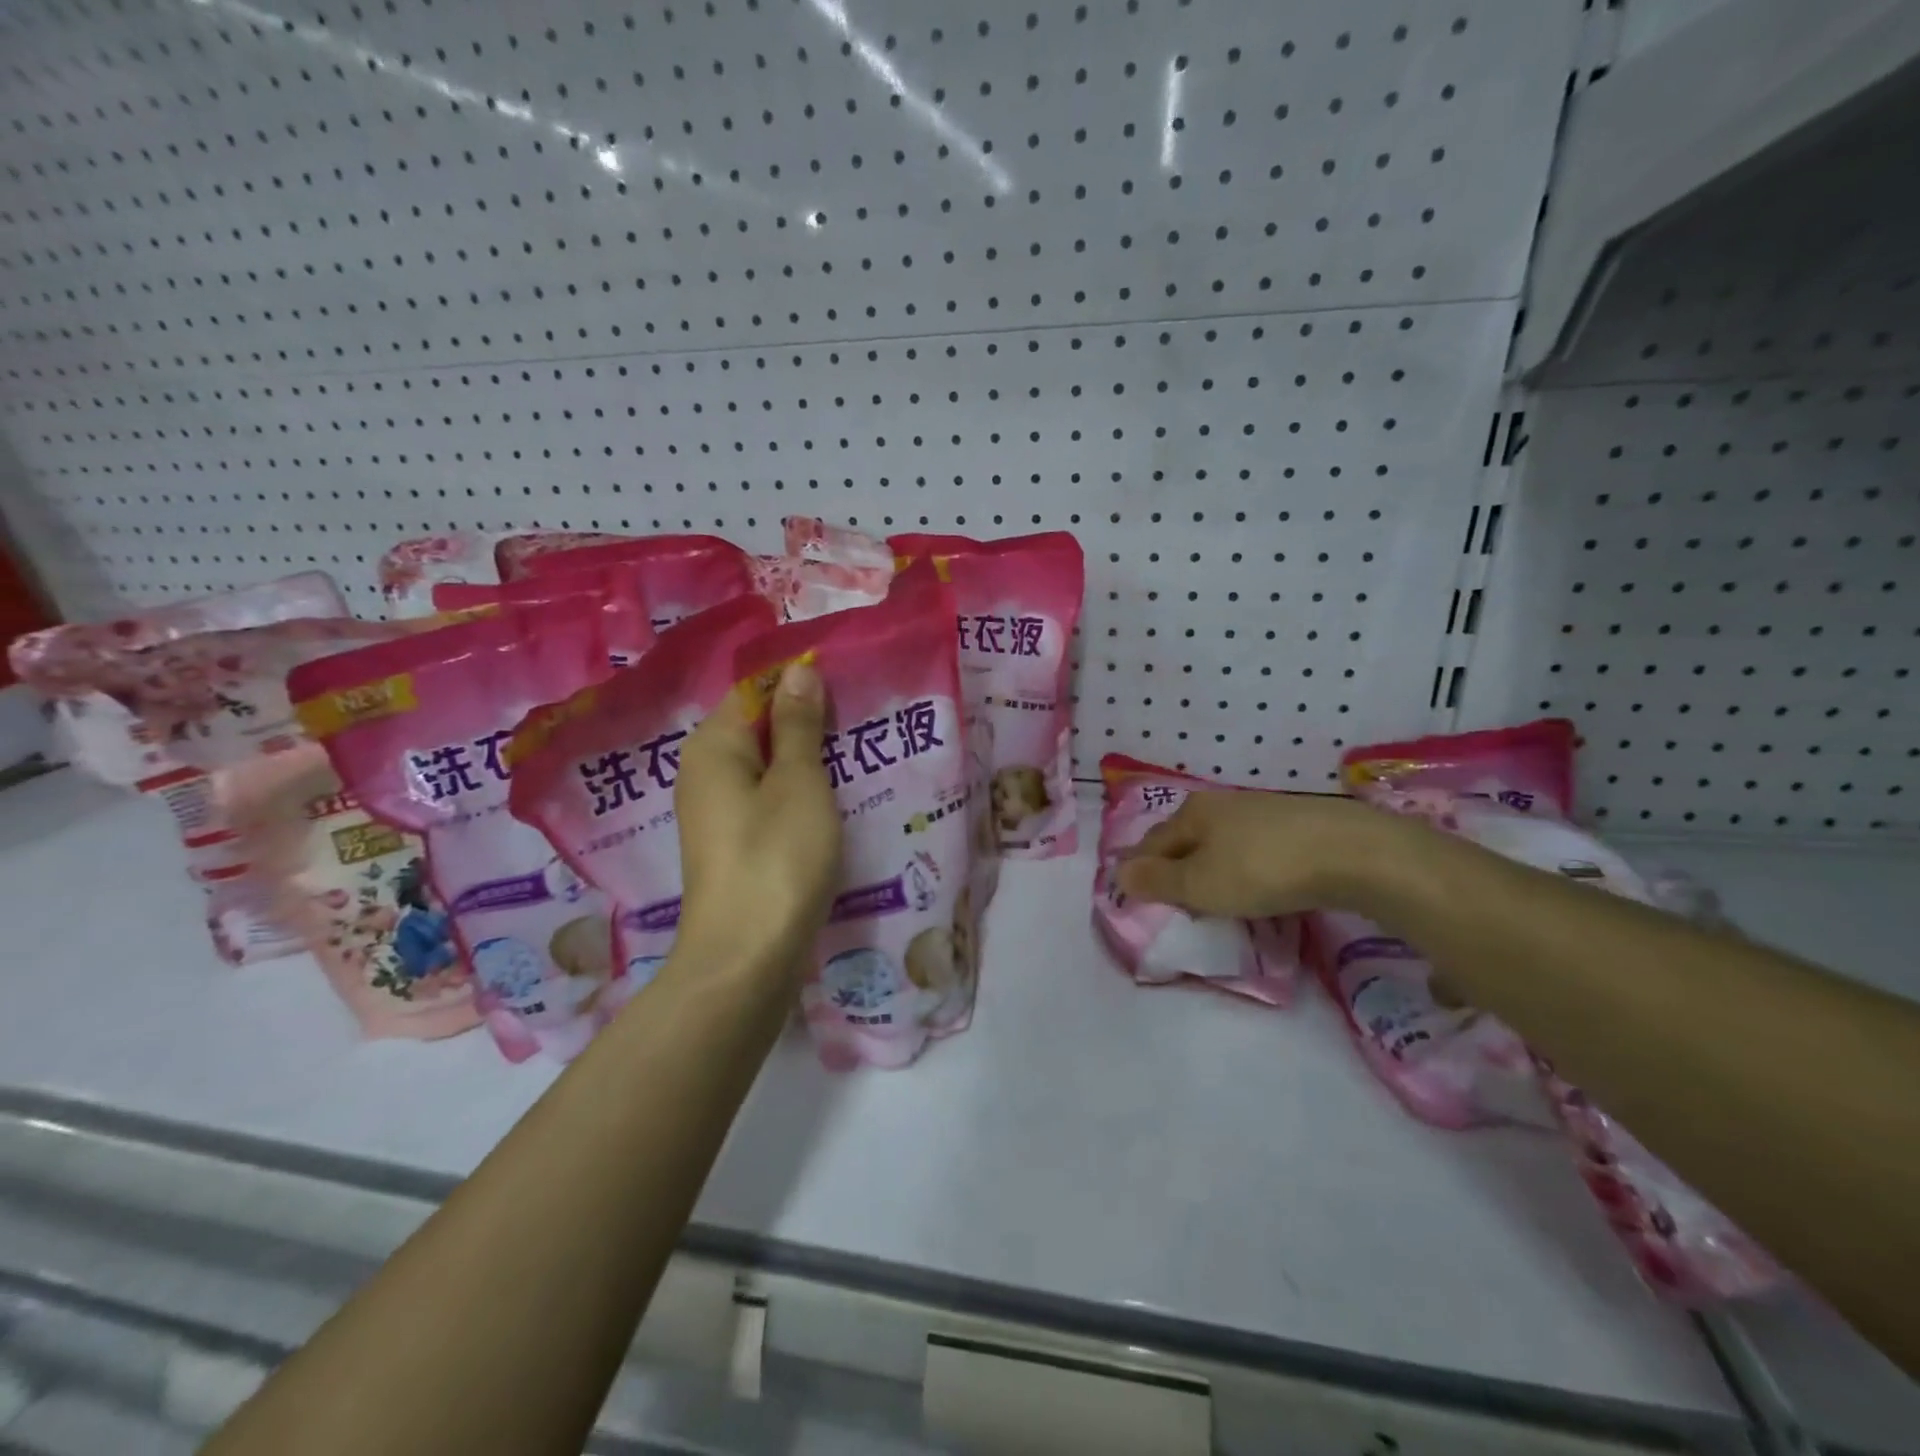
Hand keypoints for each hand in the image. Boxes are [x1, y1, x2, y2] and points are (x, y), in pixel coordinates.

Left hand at [672, 661, 841, 981]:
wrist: (746, 958)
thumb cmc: (776, 857)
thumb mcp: (798, 782)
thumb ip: (798, 724)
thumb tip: (799, 668)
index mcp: (712, 746)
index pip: (754, 690)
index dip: (799, 686)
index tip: (847, 690)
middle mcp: (704, 773)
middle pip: (759, 730)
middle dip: (808, 725)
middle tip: (861, 725)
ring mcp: (716, 814)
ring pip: (767, 769)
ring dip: (808, 763)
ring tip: (857, 760)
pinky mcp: (732, 846)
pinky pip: (767, 803)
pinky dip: (798, 797)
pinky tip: (834, 805)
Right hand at [1116, 789, 1404, 919]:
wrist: (1351, 852)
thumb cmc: (1261, 870)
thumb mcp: (1200, 885)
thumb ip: (1158, 881)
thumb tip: (1117, 874)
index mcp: (1193, 813)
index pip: (1152, 842)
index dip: (1139, 867)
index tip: (1133, 891)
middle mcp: (1223, 803)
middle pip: (1186, 837)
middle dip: (1175, 864)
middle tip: (1172, 896)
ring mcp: (1263, 810)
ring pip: (1221, 840)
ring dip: (1211, 864)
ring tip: (1213, 891)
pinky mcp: (1298, 824)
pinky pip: (1254, 846)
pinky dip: (1244, 864)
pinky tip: (1256, 879)